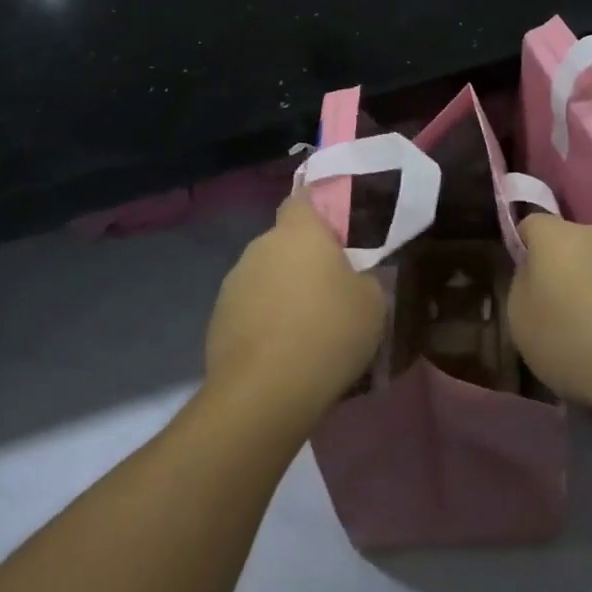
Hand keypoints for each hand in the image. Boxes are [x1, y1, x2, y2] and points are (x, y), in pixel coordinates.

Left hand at [205, 196, 386, 426]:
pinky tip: (281, 351)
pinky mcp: (217, 317)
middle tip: (330, 290)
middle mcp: (261, 246)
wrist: (265, 392)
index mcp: (299, 231)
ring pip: (265, 275)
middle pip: (284, 242)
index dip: (318, 211)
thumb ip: (365, 279)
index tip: (337, 234)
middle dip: (303, 260)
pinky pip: (249, 308)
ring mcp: (234, 281)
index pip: (303, 199)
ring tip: (305, 328)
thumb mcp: (373, 304)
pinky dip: (264, 320)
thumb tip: (354, 280)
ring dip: (282, 291)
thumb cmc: (328, 333)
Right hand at [508, 214, 591, 417]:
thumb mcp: (520, 321)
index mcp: (557, 237)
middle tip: (562, 306)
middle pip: (573, 242)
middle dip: (566, 266)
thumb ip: (523, 285)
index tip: (528, 279)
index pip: (532, 223)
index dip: (526, 247)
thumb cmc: (571, 343)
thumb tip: (535, 272)